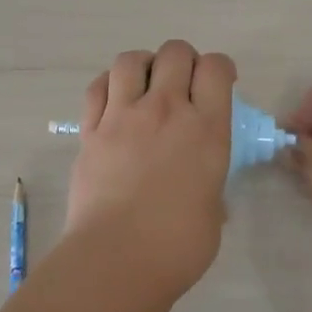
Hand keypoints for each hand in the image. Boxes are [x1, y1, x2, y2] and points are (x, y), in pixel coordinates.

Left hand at [61, 41, 236, 304]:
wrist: (117, 259)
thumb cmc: (178, 246)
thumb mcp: (214, 210)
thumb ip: (209, 183)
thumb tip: (200, 186)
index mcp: (206, 130)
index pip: (216, 69)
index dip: (220, 68)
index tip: (219, 83)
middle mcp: (166, 111)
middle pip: (175, 52)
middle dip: (183, 60)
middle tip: (182, 83)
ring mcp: (123, 117)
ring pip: (130, 59)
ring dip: (143, 65)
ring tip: (145, 85)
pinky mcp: (90, 131)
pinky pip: (97, 87)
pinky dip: (108, 85)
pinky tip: (114, 101)